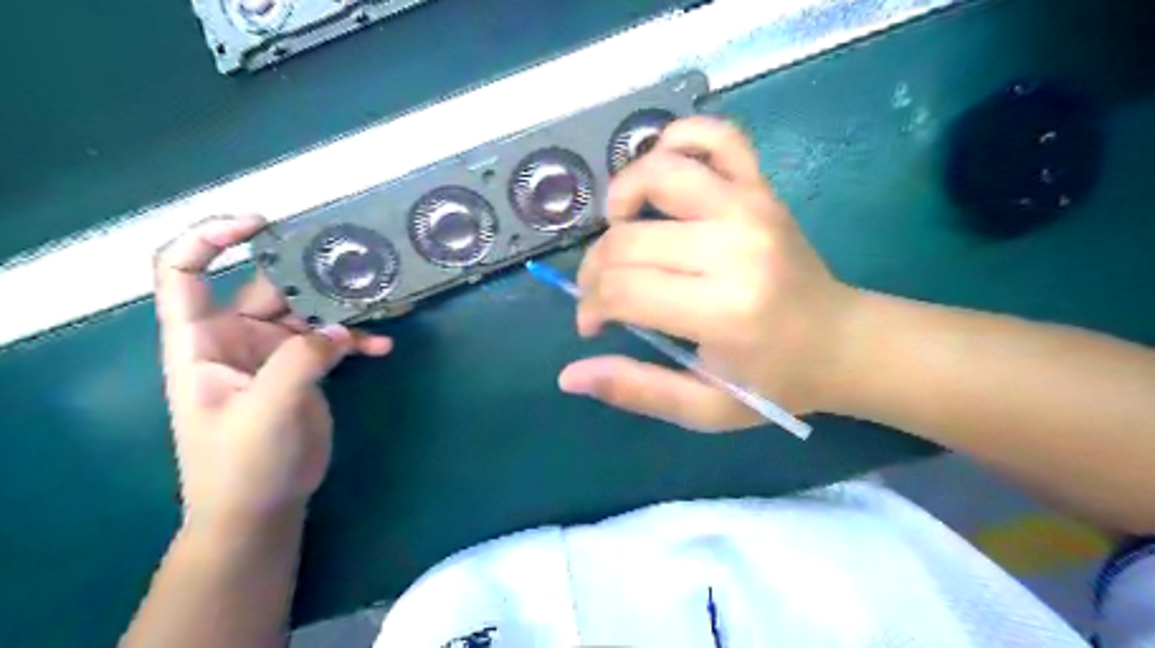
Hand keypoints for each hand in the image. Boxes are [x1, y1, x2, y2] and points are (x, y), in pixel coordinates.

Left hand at [153, 216, 392, 528]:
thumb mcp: (266, 411)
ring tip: (381, 302)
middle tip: (355, 263)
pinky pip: (334, 342)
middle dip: (309, 274)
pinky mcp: (305, 370)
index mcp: (201, 341)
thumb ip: (300, 362)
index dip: (212, 238)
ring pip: (310, 312)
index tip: (261, 224)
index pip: (184, 273)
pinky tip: (384, 347)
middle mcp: (235, 339)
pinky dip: (358, 340)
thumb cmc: (241, 465)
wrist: (261, 508)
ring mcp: (274, 354)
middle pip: (269, 287)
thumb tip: (340, 328)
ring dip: (343, 307)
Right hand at [565, 117, 861, 428]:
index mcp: (722, 310)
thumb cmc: (773, 381)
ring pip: (659, 171)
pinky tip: (662, 173)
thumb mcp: (704, 407)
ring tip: (620, 229)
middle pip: (627, 240)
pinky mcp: (762, 187)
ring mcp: (751, 206)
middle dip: (594, 270)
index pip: (622, 289)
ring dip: (621, 197)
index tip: (593, 325)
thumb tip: (570, 376)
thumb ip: (637, 391)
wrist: (841, 341)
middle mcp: (734, 247)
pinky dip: (678, 139)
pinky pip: (715, 135)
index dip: (591, 307)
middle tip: (602, 294)